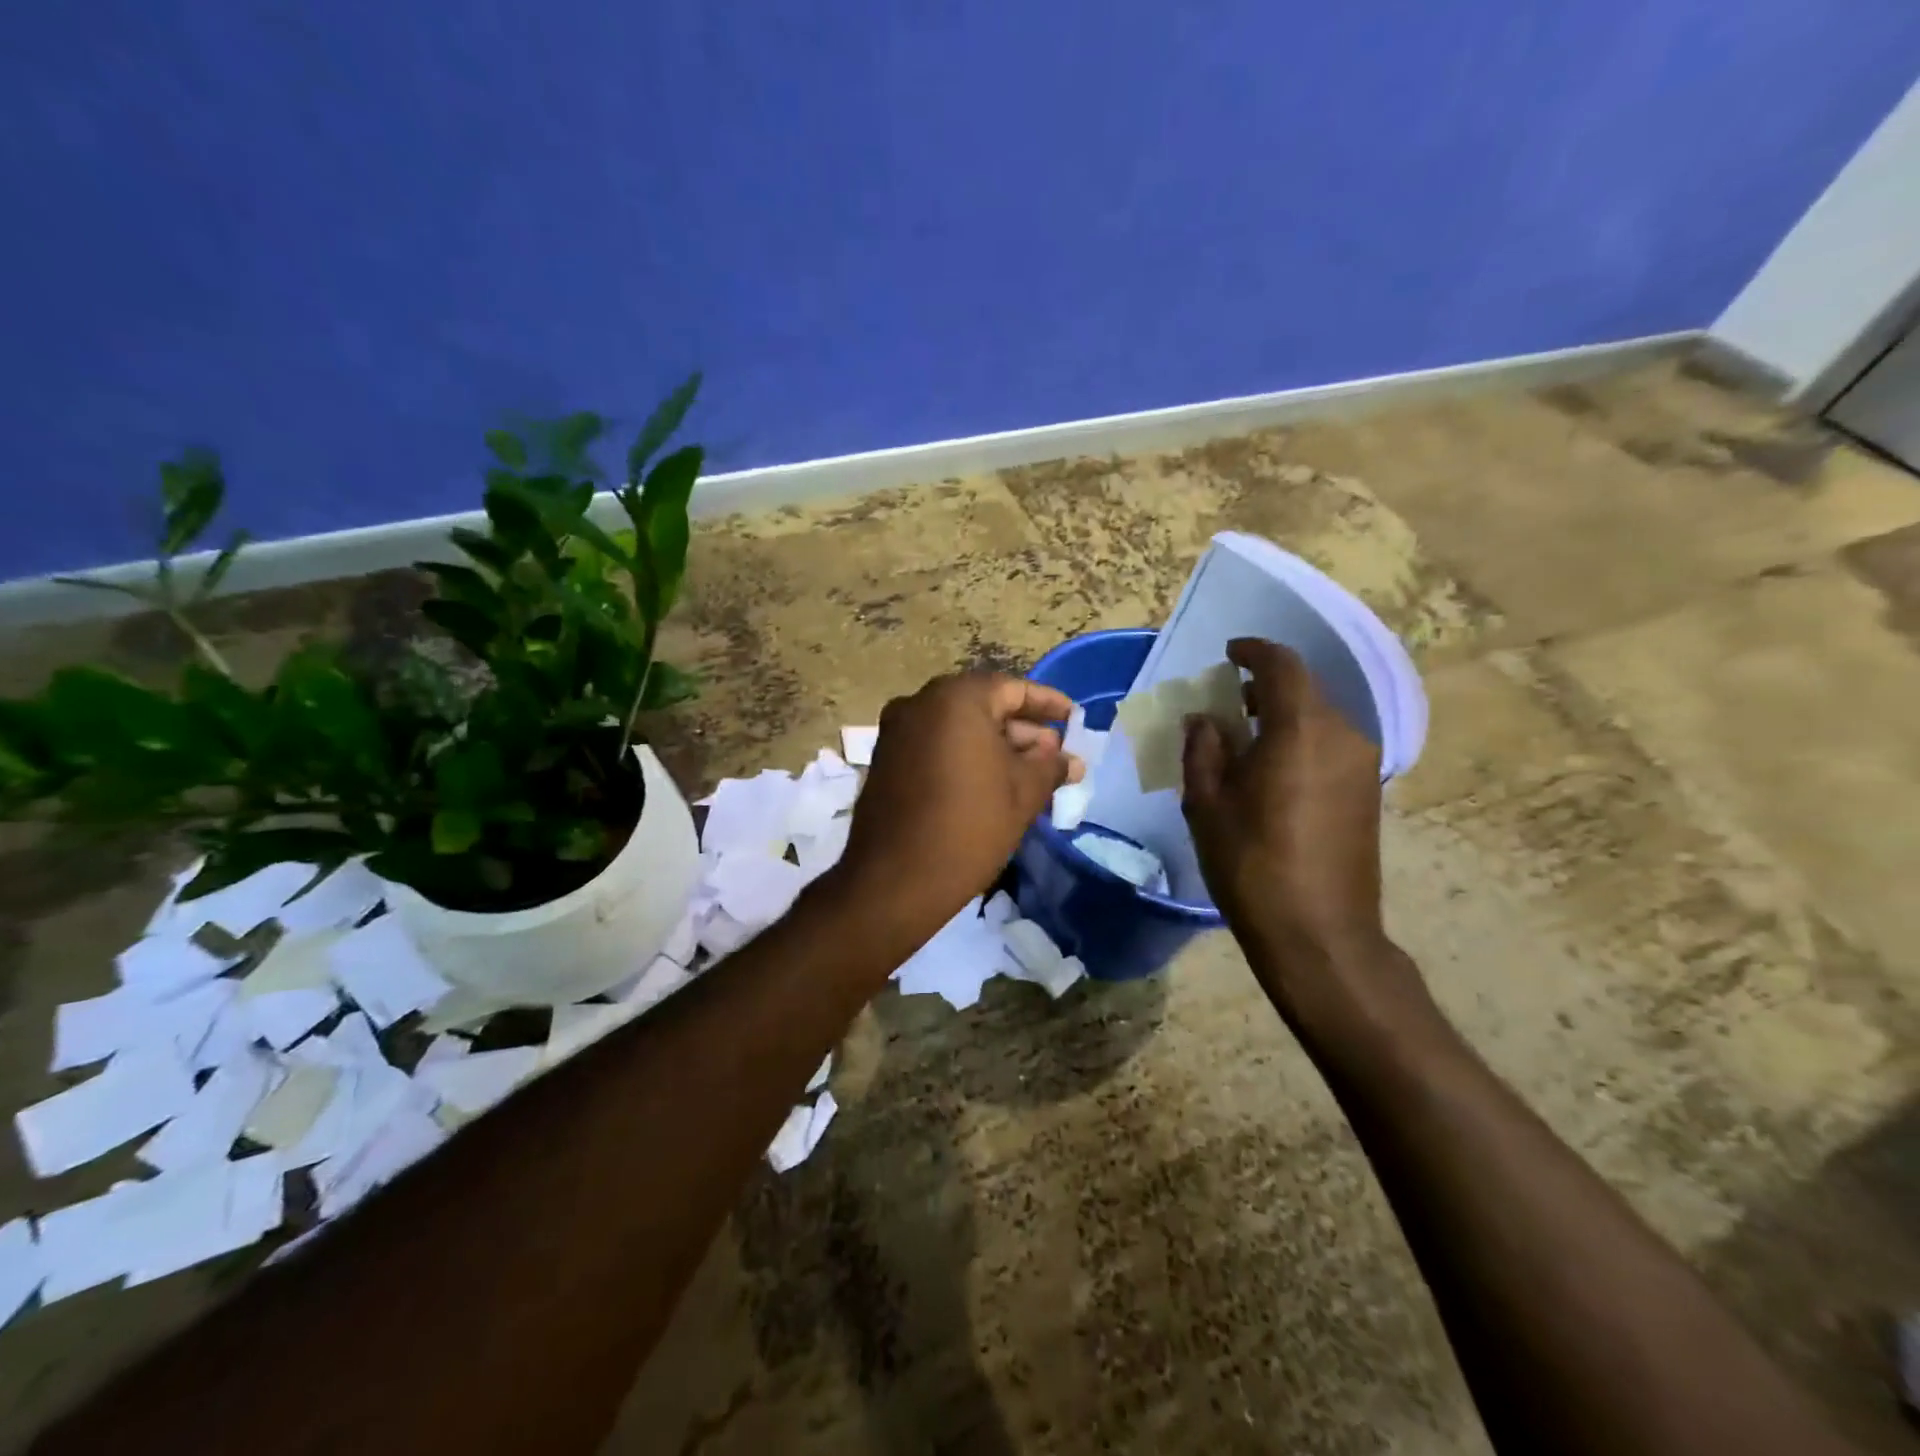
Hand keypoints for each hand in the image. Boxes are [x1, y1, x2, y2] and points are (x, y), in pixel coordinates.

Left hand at [830, 671, 1083, 940]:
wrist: (895, 881)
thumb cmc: (969, 826)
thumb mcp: (1023, 794)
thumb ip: (1050, 766)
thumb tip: (1070, 760)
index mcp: (955, 699)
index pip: (1012, 689)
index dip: (1047, 704)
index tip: (1073, 719)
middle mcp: (919, 704)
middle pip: (982, 706)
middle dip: (1022, 730)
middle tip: (1054, 755)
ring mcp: (896, 732)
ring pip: (957, 729)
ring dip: (995, 746)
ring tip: (1031, 775)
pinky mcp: (885, 761)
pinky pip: (935, 746)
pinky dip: (965, 757)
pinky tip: (992, 784)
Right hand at [1181, 638, 1386, 966]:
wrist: (1319, 933)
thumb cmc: (1251, 863)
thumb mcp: (1206, 804)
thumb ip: (1203, 749)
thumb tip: (1206, 719)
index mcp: (1301, 729)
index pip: (1282, 665)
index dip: (1254, 651)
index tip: (1229, 653)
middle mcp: (1343, 735)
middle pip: (1304, 690)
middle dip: (1265, 688)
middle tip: (1227, 705)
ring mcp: (1362, 765)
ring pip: (1319, 719)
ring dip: (1283, 717)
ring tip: (1245, 743)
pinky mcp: (1369, 792)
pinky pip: (1330, 747)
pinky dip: (1300, 742)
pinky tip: (1272, 773)